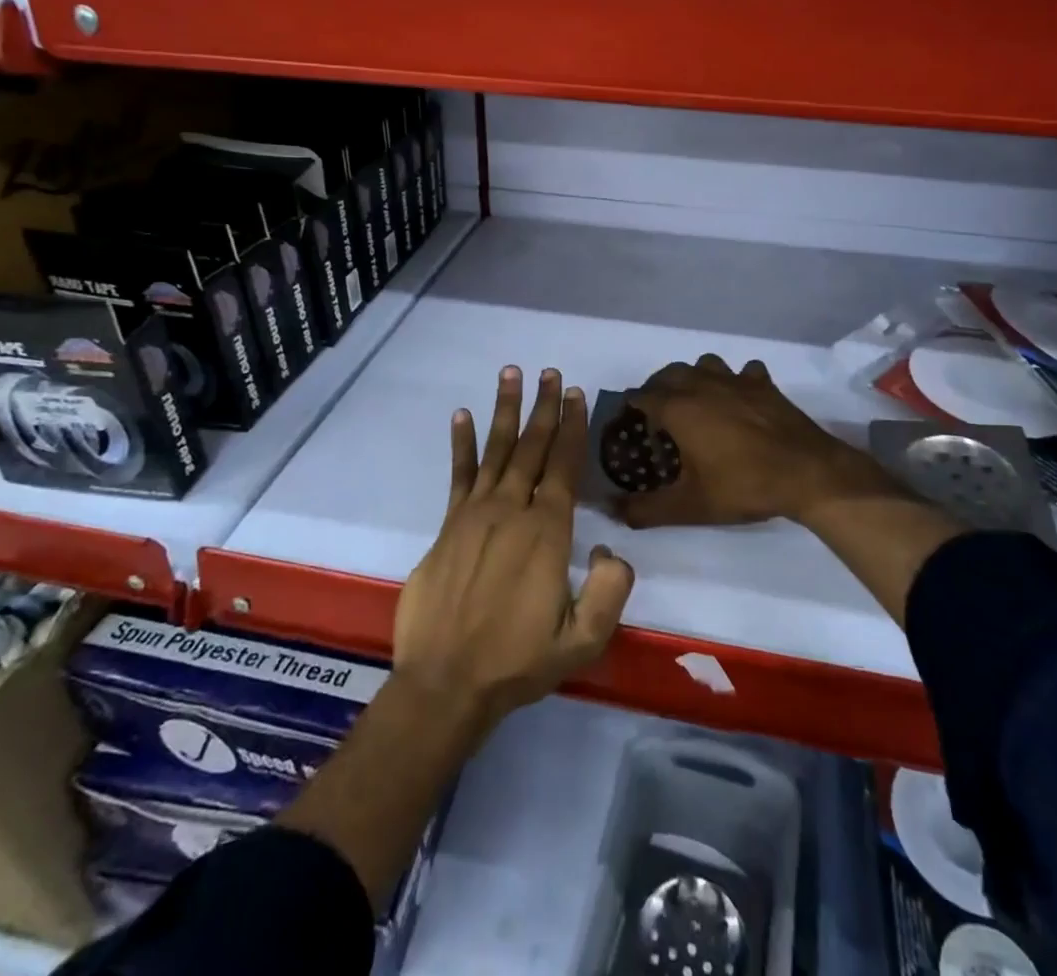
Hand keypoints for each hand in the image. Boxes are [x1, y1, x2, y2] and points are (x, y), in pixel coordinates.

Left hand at [393, 367, 635, 733]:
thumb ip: (610, 592)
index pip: (564, 467)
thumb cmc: (518, 662)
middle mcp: (512, 511)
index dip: (573, 427)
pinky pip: (458, 475)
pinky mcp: (448, 526)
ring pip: (497, 450)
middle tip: (550, 372)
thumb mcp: (582, 641)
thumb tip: (611, 550)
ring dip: (505, 410)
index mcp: (547, 533)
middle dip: (544, 407)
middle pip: (533, 447)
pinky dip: (461, 444)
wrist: (446, 683)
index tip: (576, 394)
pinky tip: (462, 415)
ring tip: (511, 374)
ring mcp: (475, 514)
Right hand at [619, 355, 896, 529]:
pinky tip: (740, 399)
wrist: (807, 474)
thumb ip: (645, 509)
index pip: (641, 396)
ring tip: (696, 402)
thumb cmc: (742, 486)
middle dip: (657, 389)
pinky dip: (737, 380)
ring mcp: (735, 380)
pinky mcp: (763, 384)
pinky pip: (743, 371)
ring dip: (694, 377)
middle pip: (668, 374)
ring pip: (704, 364)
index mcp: (678, 408)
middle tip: (658, 415)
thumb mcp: (689, 506)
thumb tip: (610, 509)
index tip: (631, 424)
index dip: (632, 408)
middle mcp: (702, 384)